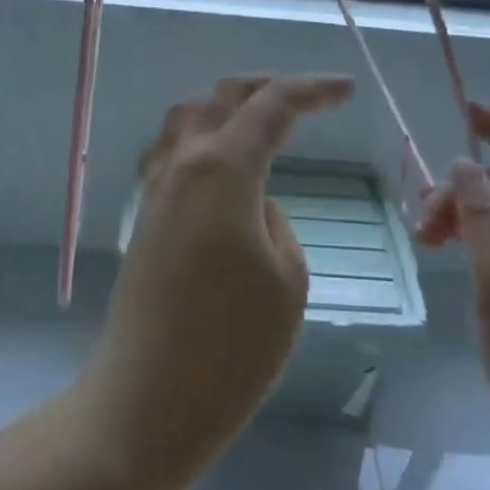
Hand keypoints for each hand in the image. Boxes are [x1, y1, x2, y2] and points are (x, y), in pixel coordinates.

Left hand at [81, 74, 354, 477]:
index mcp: (223, 168)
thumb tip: (254, 203)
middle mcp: (183, 162)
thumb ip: (276, 222)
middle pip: (223, 95)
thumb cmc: (229, 348)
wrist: (142, 403)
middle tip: (309, 97)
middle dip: (268, 85)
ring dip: (227, 104)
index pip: (271, 104)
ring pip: (188, 114)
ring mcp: (156, 188)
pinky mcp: (144, 216)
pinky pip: (171, 149)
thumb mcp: (287, 281)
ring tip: (261, 119)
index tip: (347, 90)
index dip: (312, 89)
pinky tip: (217, 160)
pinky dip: (200, 134)